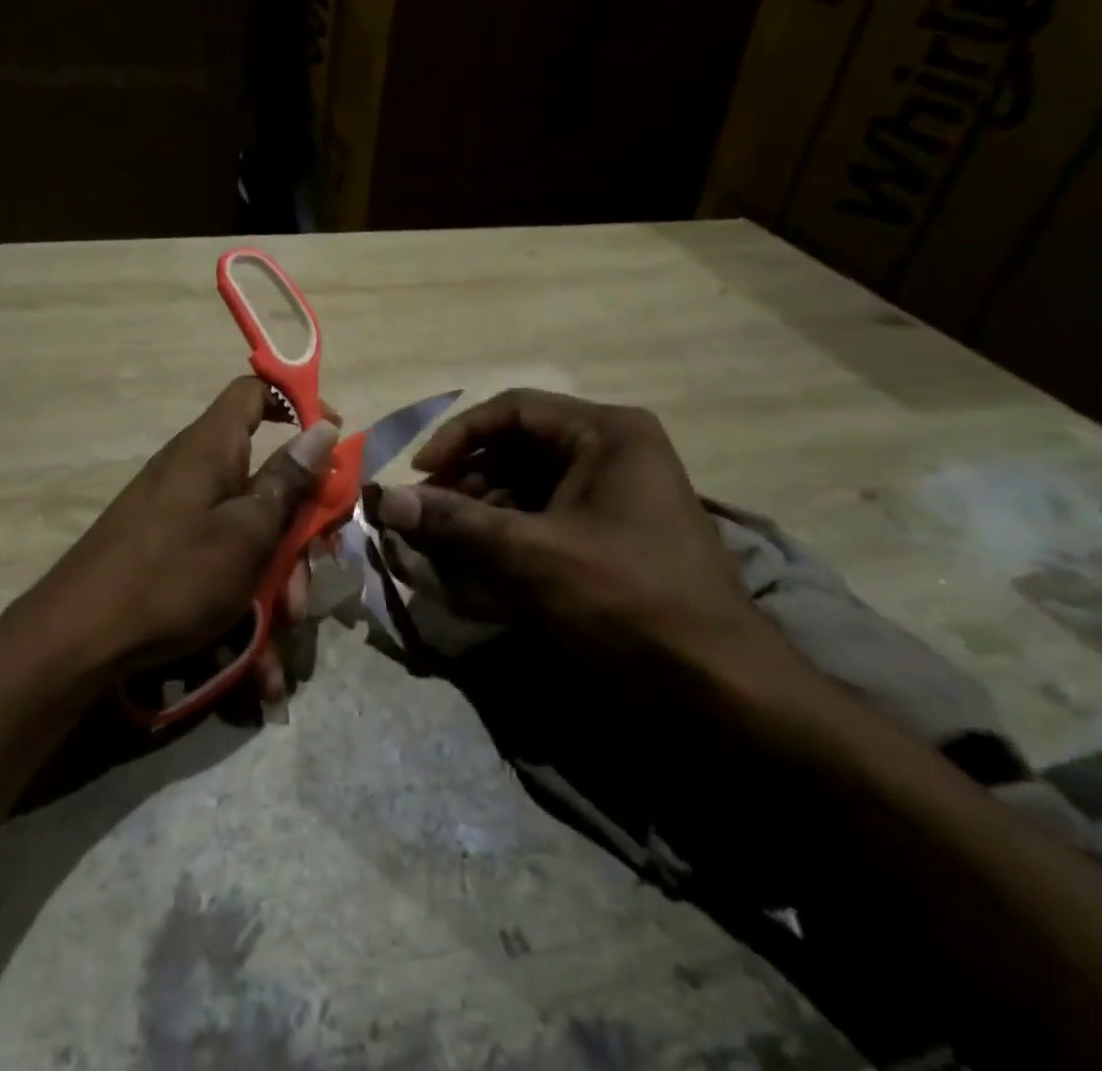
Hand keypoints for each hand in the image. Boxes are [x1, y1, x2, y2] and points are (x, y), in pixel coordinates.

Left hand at [34, 377, 336, 700]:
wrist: (76, 643)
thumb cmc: (173, 575)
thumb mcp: (247, 531)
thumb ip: (288, 480)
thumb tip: (324, 428)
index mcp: (212, 448)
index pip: (255, 392)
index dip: (298, 403)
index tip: (334, 440)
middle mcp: (197, 472)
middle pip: (266, 476)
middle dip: (300, 527)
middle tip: (318, 567)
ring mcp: (182, 515)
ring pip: (251, 531)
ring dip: (278, 578)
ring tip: (285, 629)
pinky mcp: (171, 553)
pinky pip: (223, 565)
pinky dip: (245, 605)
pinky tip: (259, 666)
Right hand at [376, 389, 794, 689]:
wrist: (720, 689)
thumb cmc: (624, 601)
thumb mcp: (529, 555)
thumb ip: (453, 522)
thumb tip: (381, 500)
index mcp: (606, 432)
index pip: (512, 410)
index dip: (456, 438)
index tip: (417, 476)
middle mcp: (614, 450)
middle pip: (519, 447)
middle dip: (467, 480)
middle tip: (426, 518)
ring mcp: (618, 494)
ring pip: (530, 485)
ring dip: (484, 510)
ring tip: (446, 545)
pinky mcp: (615, 535)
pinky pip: (549, 517)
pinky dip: (511, 535)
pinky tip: (482, 564)